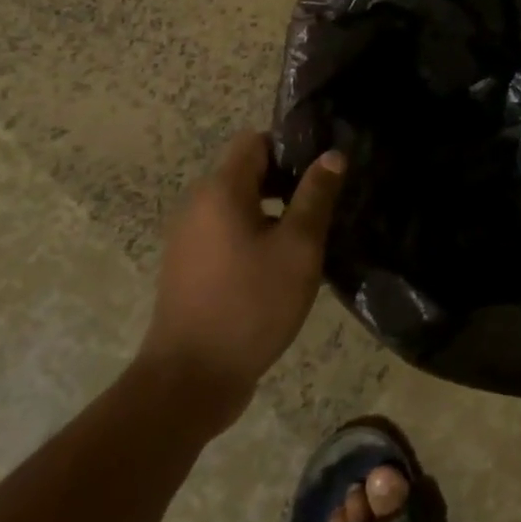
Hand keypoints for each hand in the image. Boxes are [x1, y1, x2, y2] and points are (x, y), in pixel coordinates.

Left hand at [136, 131, 345, 434]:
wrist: (190, 380)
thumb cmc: (250, 304)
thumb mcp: (298, 247)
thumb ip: (316, 196)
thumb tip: (332, 156)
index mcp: (220, 191)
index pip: (254, 141)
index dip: (290, 147)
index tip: (322, 169)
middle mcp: (197, 205)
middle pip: (246, 171)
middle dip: (286, 180)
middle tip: (324, 203)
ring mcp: (188, 238)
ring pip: (238, 204)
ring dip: (273, 211)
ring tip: (309, 235)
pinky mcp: (189, 267)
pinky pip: (226, 232)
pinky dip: (254, 235)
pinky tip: (281, 264)